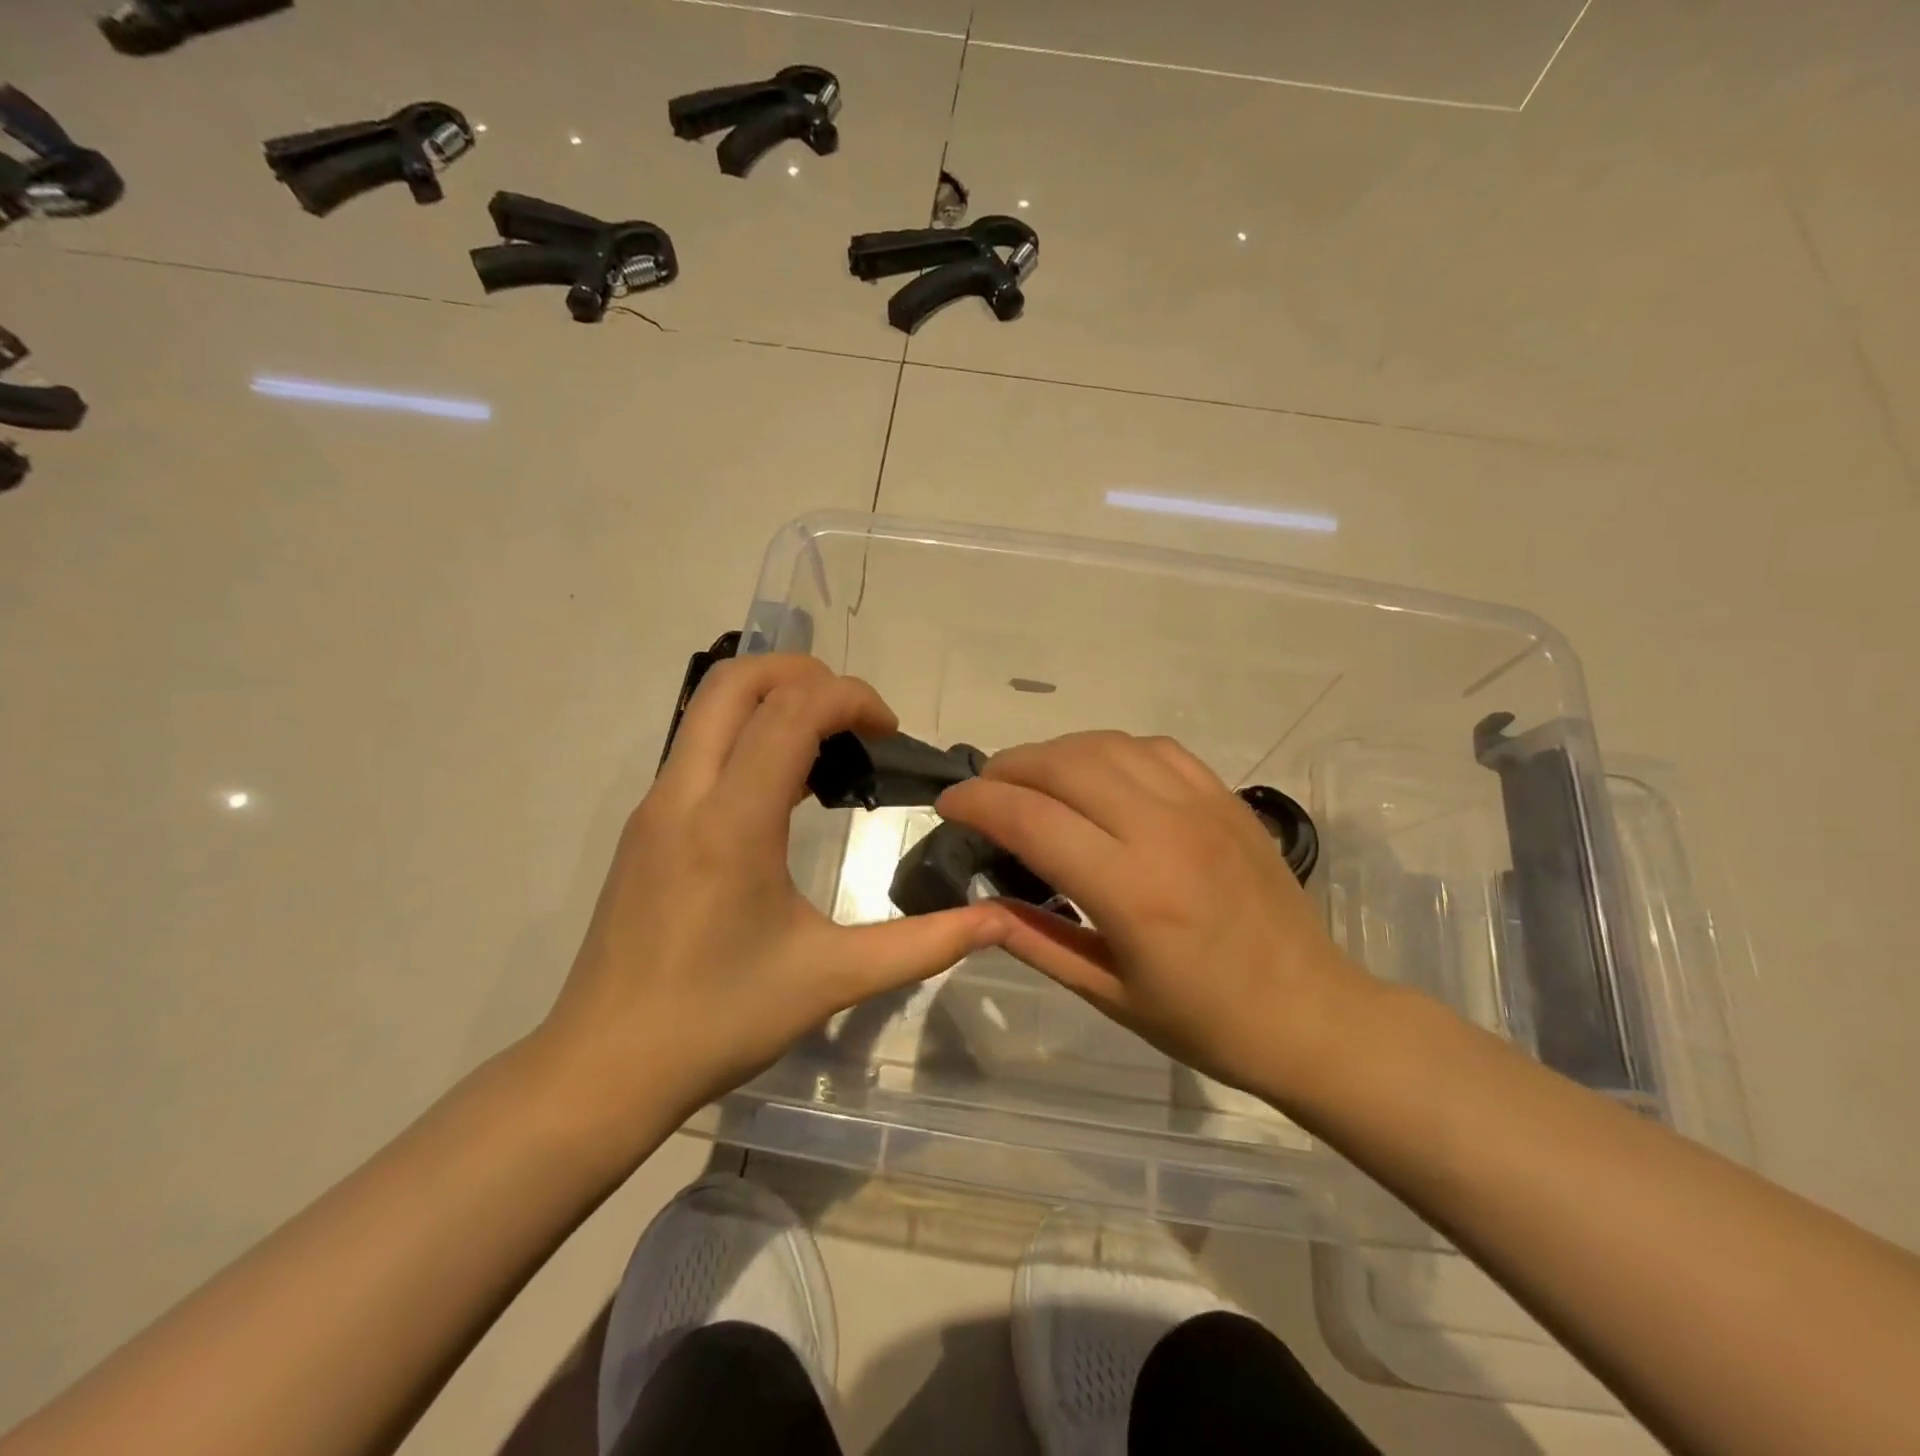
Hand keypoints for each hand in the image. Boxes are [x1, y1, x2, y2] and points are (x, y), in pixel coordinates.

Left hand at [534, 655, 1009, 1148]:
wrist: (603, 1069)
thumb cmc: (720, 1021)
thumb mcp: (834, 979)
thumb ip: (925, 943)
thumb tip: (1000, 922)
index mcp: (733, 823)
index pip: (792, 711)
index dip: (851, 698)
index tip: (890, 733)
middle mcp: (684, 795)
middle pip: (735, 680)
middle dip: (805, 673)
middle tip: (856, 717)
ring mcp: (654, 806)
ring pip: (709, 707)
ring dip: (773, 700)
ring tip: (829, 748)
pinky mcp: (644, 826)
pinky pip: (699, 747)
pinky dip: (747, 736)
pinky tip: (784, 793)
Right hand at [937, 732, 1376, 1107]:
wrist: (1312, 1013)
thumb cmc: (1206, 1022)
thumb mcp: (1109, 995)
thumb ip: (1037, 941)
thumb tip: (978, 903)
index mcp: (1132, 892)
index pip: (1032, 819)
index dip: (978, 802)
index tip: (949, 805)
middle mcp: (1164, 832)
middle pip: (1065, 765)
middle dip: (1008, 767)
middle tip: (983, 790)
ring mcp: (1202, 806)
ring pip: (1107, 745)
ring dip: (1055, 752)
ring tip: (1030, 777)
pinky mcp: (1226, 798)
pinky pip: (1155, 748)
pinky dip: (1109, 749)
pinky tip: (1097, 774)